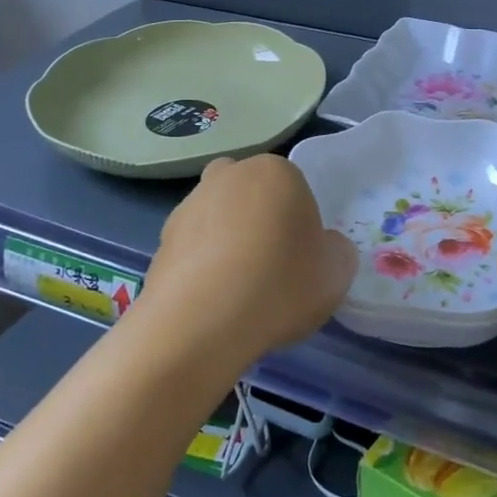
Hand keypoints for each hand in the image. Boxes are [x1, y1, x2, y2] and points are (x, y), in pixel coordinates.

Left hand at [140, 155, 356, 376]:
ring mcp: (188, 207)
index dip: (302, 224)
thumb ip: (336, 251)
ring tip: (240, 293)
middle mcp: (227, 177)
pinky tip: (213, 305)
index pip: (296, 188)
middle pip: (253, 195)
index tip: (304, 258)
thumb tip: (323, 248)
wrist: (199, 325)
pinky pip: (193, 251)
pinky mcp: (160, 243)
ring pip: (219, 220)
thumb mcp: (337, 272)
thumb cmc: (280, 285)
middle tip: (273, 267)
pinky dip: (203, 270)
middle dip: (261, 221)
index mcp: (274, 171)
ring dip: (228, 244)